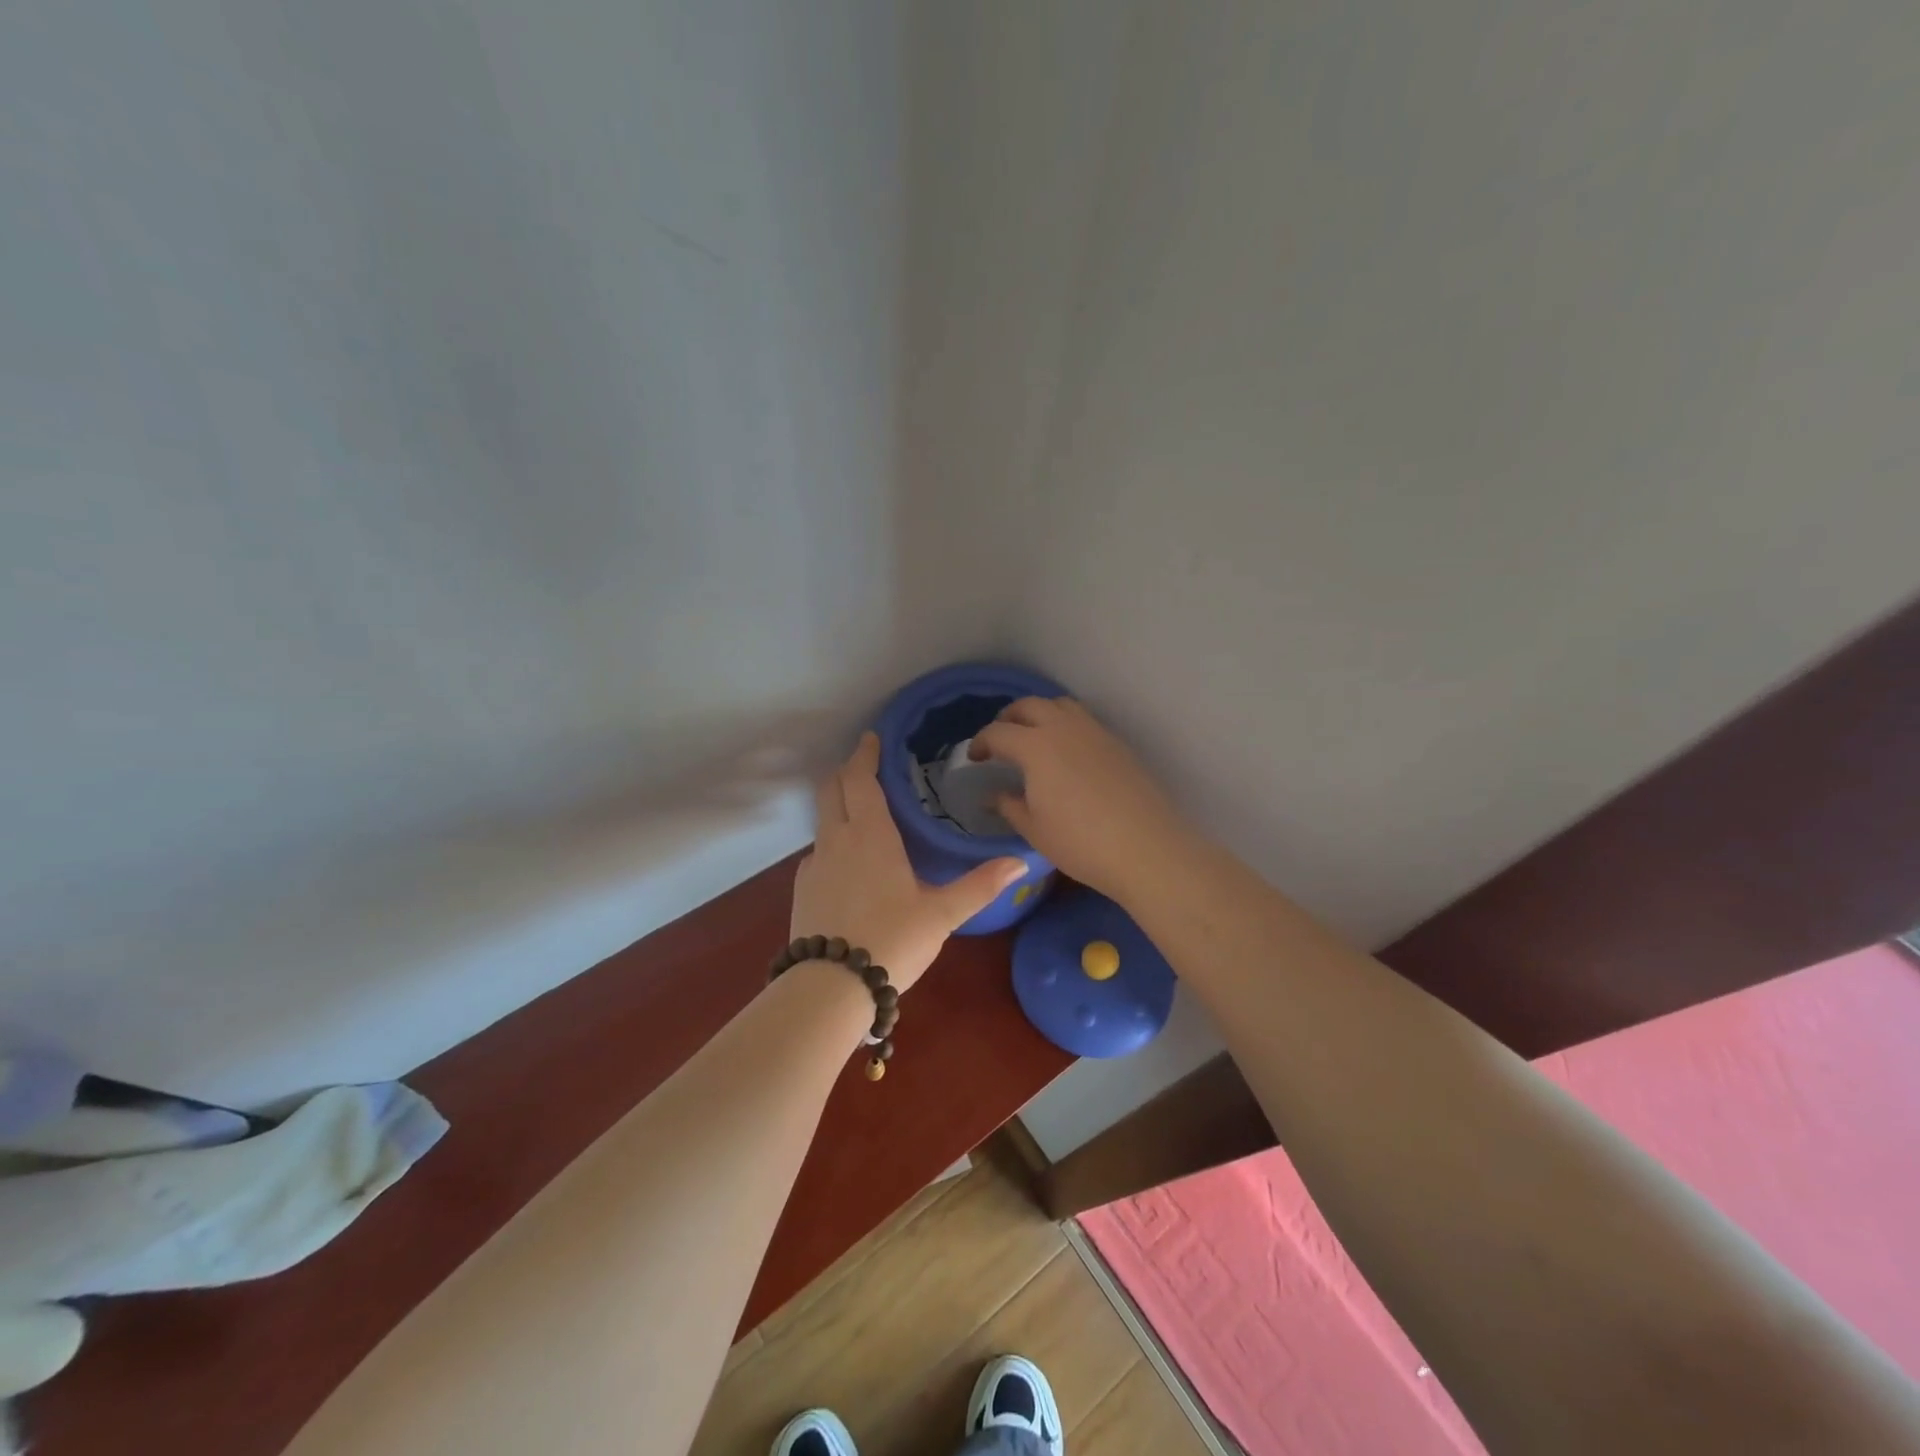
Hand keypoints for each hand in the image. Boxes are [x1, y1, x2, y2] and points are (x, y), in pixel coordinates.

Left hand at [790, 732, 1026, 992]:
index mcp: (869, 834)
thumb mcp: (942, 914)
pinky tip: (849, 864)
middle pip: (831, 788)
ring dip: (838, 804)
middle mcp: (835, 839)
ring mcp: (813, 864)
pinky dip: (832, 840)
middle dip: (847, 771)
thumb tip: (1021, 862)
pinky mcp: (802, 889)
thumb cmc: (892, 941)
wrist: (830, 988)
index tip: (872, 738)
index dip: (865, 754)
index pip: (860, 778)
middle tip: (868, 766)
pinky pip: (818, 851)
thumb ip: (980, 885)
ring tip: (863, 812)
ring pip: (822, 819)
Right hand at [969, 697, 1187, 902]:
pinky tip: (1066, 755)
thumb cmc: (1081, 844)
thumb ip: (1009, 805)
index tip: (974, 759)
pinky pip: (1084, 721)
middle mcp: (1064, 728)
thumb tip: (993, 795)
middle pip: (1029, 705)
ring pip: (1061, 705)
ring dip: (1040, 714)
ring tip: (1033, 740)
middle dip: (1008, 718)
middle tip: (1000, 741)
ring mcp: (1095, 732)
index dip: (980, 742)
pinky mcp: (1118, 744)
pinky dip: (1066, 726)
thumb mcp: (1035, 829)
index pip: (998, 732)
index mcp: (1036, 747)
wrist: (1147, 849)